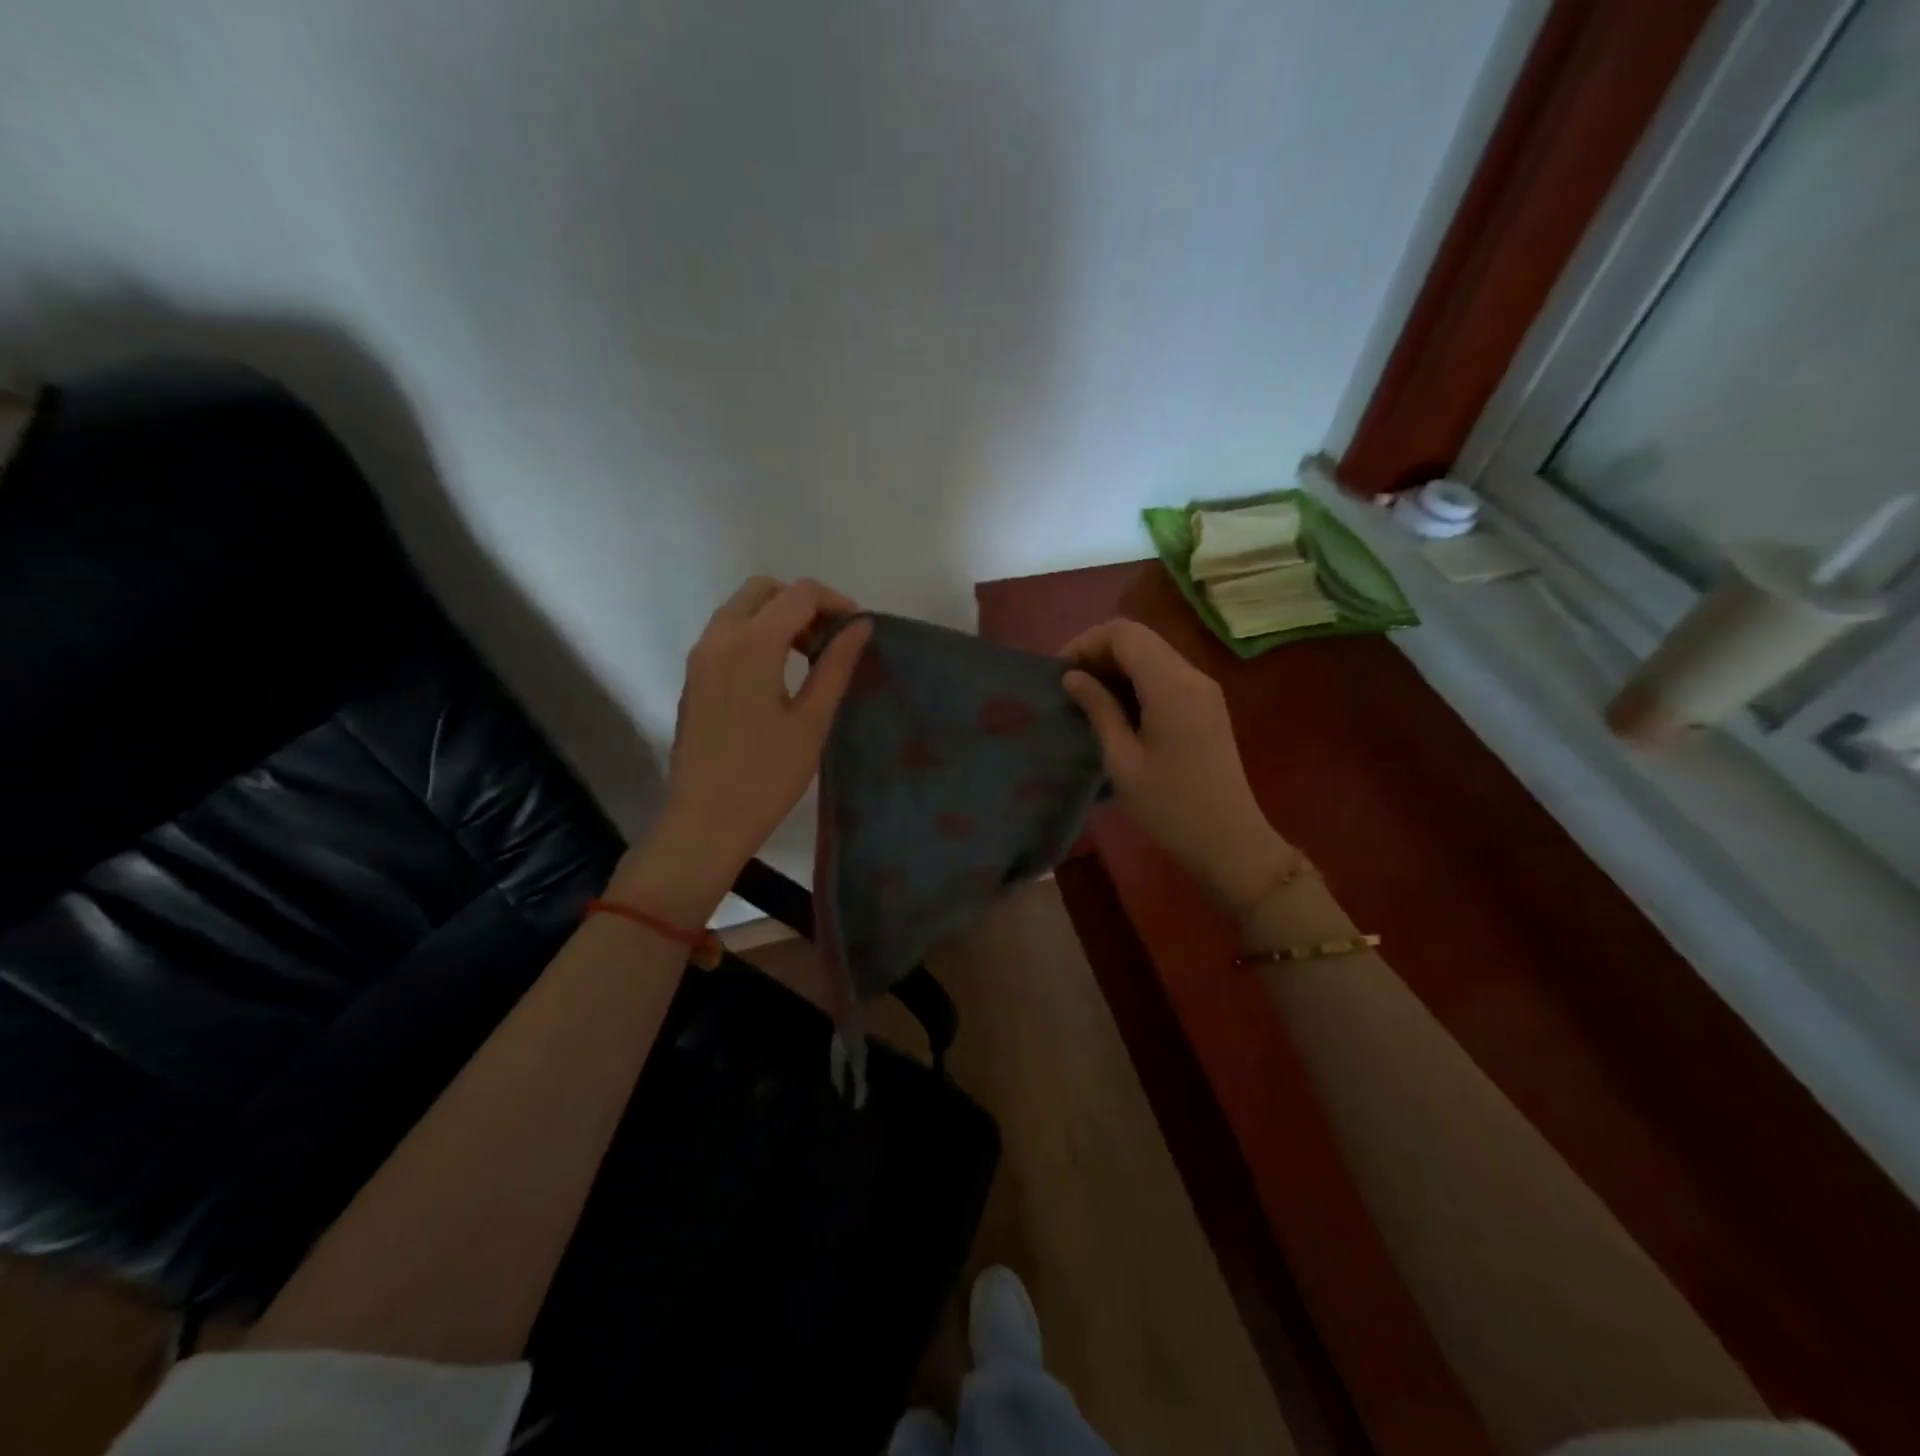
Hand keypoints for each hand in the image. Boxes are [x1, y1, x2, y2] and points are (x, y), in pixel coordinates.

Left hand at [613, 578, 870, 916]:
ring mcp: (700, 656)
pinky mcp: (694, 677)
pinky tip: (779, 673)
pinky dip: (756, 634)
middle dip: (803, 603)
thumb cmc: (767, 775)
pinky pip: (727, 633)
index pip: (800, 594)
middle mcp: (719, 637)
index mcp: (752, 643)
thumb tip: (860, 626)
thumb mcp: (812, 720)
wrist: (705, 820)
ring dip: (778, 616)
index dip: (836, 602)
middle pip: (764, 590)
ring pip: (741, 609)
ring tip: (810, 656)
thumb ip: (836, 665)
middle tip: (832, 640)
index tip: (859, 629)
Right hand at [1061, 619, 1294, 918]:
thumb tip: (1072, 677)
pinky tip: (1116, 710)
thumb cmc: (1169, 807)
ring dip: (1117, 666)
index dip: (1086, 643)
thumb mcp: (1122, 760)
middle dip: (1099, 652)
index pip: (1124, 633)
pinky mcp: (1207, 706)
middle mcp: (1192, 675)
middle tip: (1068, 685)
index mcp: (1171, 684)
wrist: (1229, 842)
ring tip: (1086, 698)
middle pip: (1140, 638)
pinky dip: (1136, 681)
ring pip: (1153, 654)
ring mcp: (1204, 690)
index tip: (1060, 674)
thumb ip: (1098, 709)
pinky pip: (1166, 675)